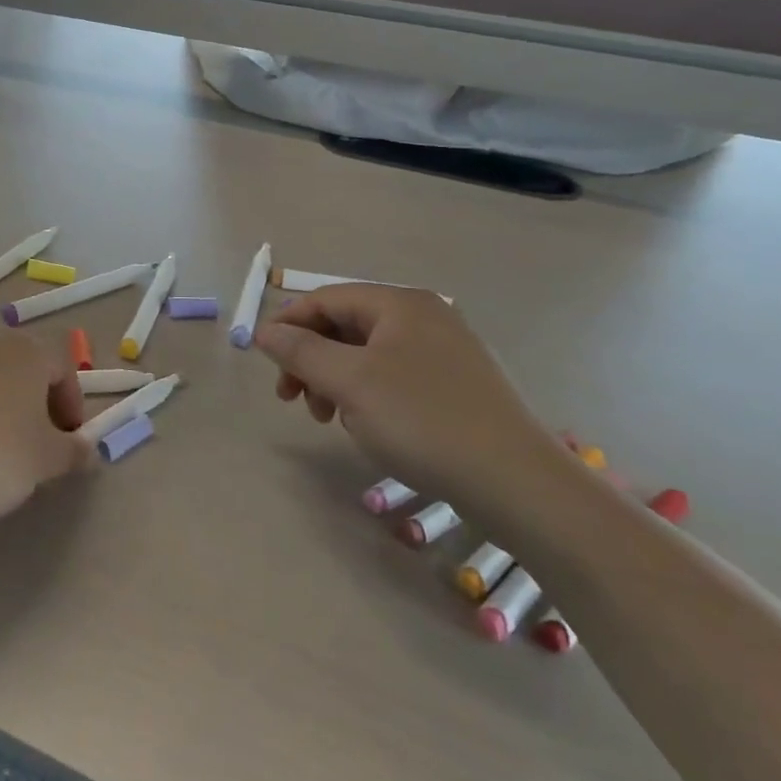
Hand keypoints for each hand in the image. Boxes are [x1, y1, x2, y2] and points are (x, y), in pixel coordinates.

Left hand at [0, 334, 89, 537]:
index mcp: (27, 351)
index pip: (63, 367)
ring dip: (4, 406)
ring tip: (2, 449)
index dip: (73, 405)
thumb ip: (74, 451)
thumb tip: (87, 450)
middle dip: (39, 401)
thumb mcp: (47, 460)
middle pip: (26, 367)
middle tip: (40, 442)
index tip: (69, 441)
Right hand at [253, 284, 560, 519]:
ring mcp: (445, 352)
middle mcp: (425, 317)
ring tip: (328, 418)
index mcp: (401, 304)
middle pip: (346, 326)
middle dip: (311, 359)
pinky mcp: (456, 385)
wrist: (516, 482)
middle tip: (290, 397)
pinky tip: (365, 425)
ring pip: (367, 355)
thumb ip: (300, 351)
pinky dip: (366, 394)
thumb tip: (265, 332)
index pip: (326, 298)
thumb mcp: (349, 382)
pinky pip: (393, 376)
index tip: (263, 360)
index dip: (288, 323)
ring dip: (334, 380)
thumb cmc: (422, 420)